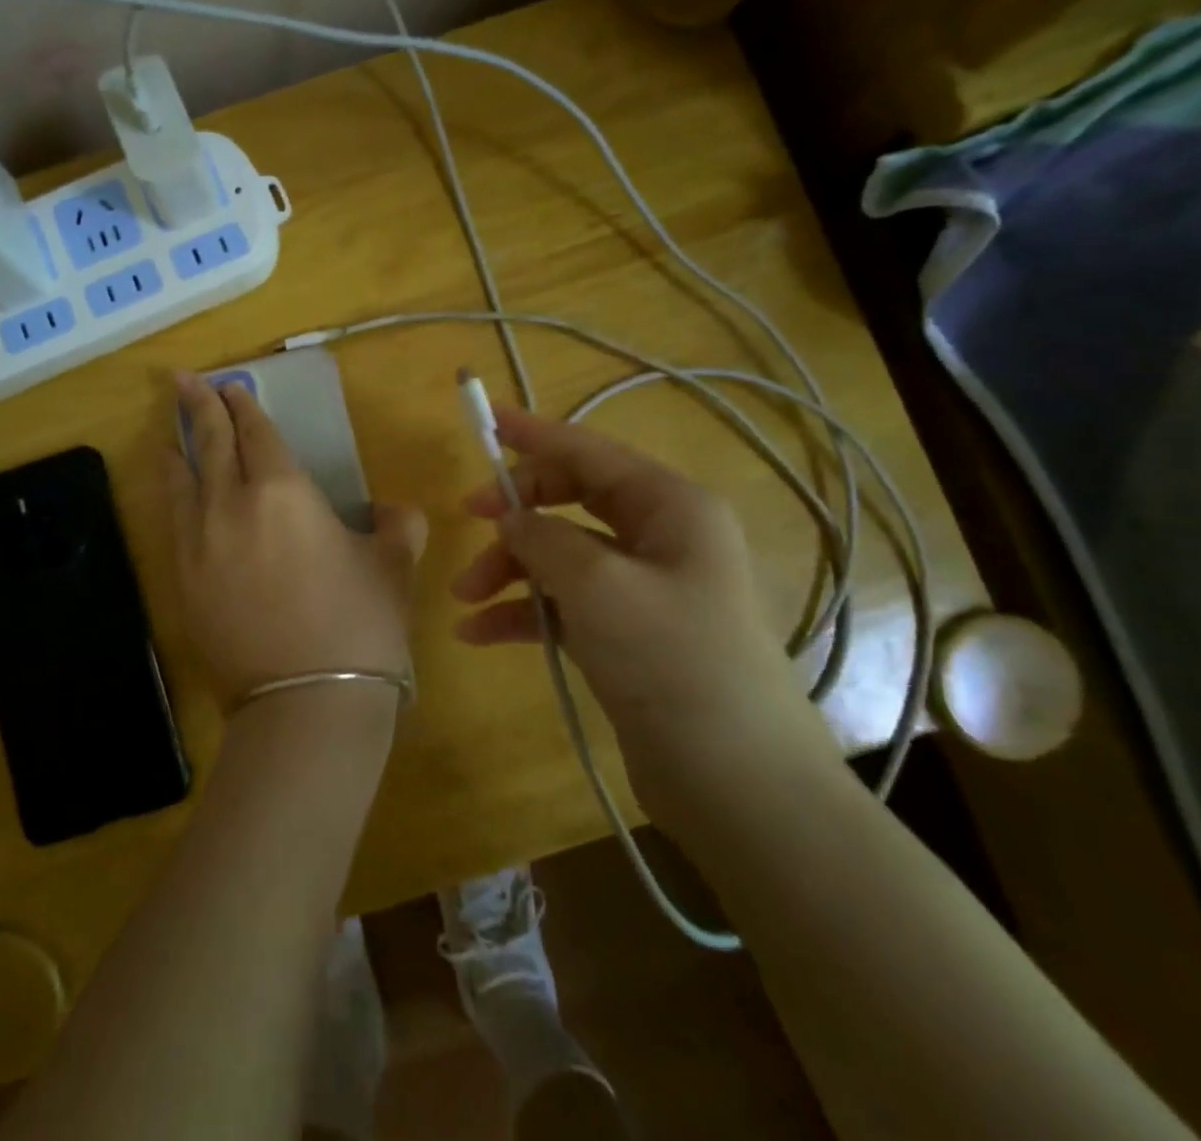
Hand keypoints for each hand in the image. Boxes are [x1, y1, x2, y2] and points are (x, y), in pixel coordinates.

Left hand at [165, 372, 427, 731]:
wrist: (306, 704)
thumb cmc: (359, 625)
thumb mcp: (393, 568)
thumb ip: (398, 526)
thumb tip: (397, 511)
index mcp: (283, 491)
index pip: (256, 433)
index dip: (244, 406)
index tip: (233, 386)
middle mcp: (230, 506)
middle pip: (210, 444)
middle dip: (199, 407)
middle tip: (183, 381)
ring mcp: (199, 545)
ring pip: (182, 482)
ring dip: (178, 451)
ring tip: (170, 436)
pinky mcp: (182, 583)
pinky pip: (173, 523)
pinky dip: (173, 498)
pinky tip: (175, 496)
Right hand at [450, 408, 836, 821]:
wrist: (736, 781)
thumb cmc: (672, 661)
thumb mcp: (598, 585)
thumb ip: (544, 538)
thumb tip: (511, 519)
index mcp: (670, 507)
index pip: (590, 451)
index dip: (534, 433)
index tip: (485, 420)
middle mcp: (660, 538)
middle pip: (571, 500)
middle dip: (516, 512)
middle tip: (467, 520)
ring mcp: (644, 589)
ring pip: (562, 555)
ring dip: (510, 569)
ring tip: (464, 599)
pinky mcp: (628, 634)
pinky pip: (565, 604)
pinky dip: (524, 612)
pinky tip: (479, 633)